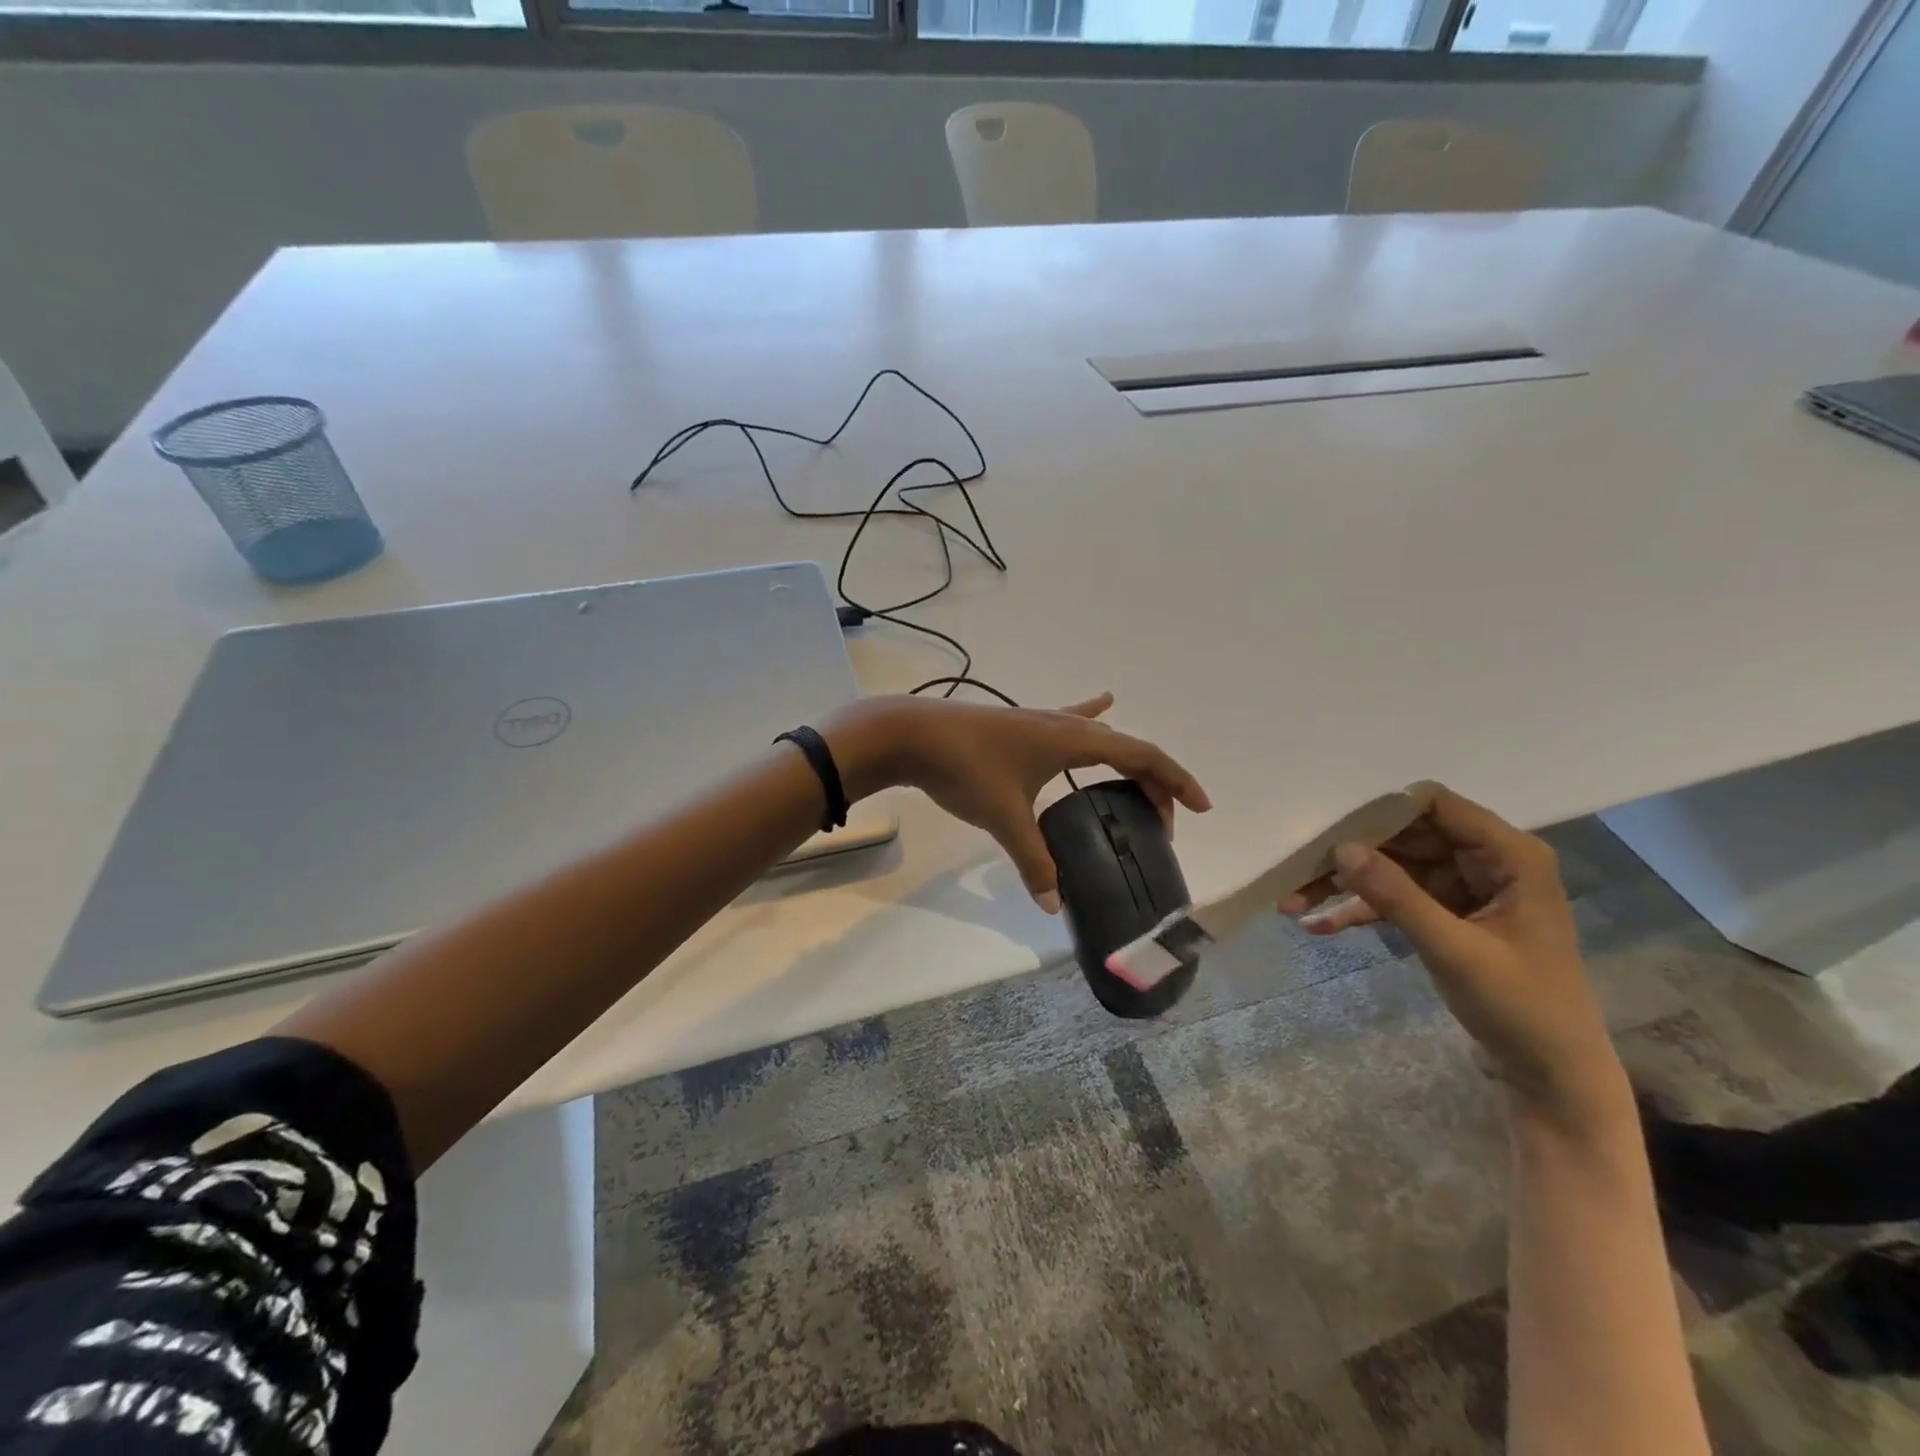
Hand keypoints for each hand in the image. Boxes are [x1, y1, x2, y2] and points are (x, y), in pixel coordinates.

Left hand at [826, 693, 1209, 910]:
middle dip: (1151, 781)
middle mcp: (1064, 725)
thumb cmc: (964, 768)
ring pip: (1099, 737)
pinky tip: (1101, 702)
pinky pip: (1068, 721)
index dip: (1175, 780)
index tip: (1201, 806)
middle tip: (1161, 821)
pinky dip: (1091, 716)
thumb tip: (1052, 904)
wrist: (911, 734)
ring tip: (1141, 782)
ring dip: (1125, 759)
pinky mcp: (1019, 726)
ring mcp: (1040, 721)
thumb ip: (1033, 861)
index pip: (1142, 755)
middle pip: (1125, 748)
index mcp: (1073, 741)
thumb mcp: (1005, 817)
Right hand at [1281, 785, 1624, 1129]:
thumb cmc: (1522, 1008)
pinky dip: (1359, 910)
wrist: (1553, 1075)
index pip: (1435, 805)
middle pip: (1404, 835)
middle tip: (1296, 868)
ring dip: (1345, 884)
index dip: (1382, 812)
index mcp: (1509, 855)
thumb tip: (1341, 849)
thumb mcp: (1454, 950)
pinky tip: (1316, 925)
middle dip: (1350, 853)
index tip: (1332, 831)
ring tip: (1292, 899)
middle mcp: (1485, 861)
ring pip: (1391, 867)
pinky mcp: (1445, 913)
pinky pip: (1394, 898)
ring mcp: (1463, 887)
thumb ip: (1397, 896)